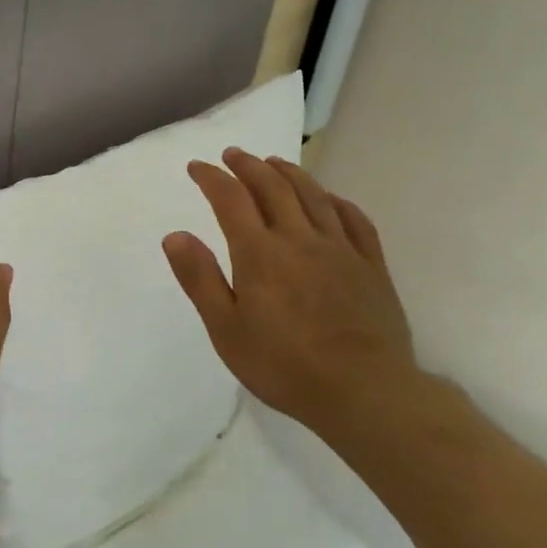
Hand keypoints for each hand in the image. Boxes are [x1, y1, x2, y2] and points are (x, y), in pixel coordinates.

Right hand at [162, 148, 441, 446]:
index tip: (197, 167)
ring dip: (289, 172)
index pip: (231, 200)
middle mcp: (299, 239)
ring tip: (273, 162)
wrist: (365, 392)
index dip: (211, 178)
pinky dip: (336, 200)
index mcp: (260, 254)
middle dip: (248, 166)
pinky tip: (328, 198)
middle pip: (273, 187)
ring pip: (313, 195)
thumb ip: (200, 279)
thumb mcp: (226, 330)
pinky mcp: (371, 266)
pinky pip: (354, 219)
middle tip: (233, 155)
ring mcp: (340, 249)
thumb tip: (175, 235)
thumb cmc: (284, 365)